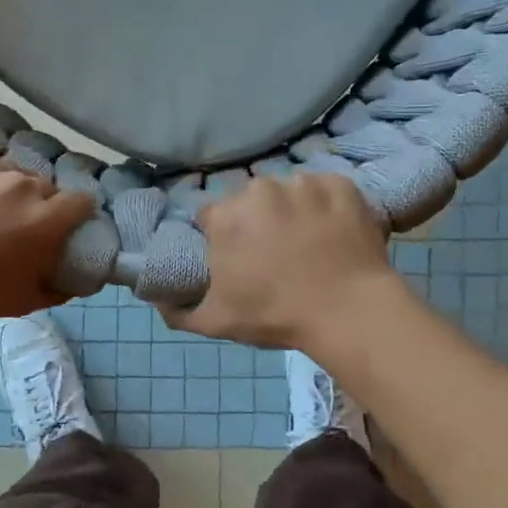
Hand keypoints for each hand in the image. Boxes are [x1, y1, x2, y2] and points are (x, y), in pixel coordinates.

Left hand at [0, 149, 94, 320]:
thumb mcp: (21, 302)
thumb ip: (60, 290)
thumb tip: (82, 280)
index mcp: (43, 219)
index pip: (81, 201)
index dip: (76, 214)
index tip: (63, 226)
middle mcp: (21, 184)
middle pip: (44, 186)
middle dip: (37, 204)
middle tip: (14, 225)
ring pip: (9, 171)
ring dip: (4, 188)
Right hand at [165, 173, 402, 349]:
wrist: (349, 311)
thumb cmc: (276, 315)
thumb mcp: (216, 323)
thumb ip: (178, 312)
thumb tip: (158, 301)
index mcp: (225, 216)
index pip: (211, 217)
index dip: (221, 238)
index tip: (236, 258)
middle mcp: (259, 189)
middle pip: (248, 200)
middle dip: (255, 221)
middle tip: (273, 253)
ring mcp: (302, 183)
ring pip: (287, 191)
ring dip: (291, 210)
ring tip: (307, 243)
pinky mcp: (340, 184)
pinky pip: (325, 189)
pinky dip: (326, 205)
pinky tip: (333, 231)